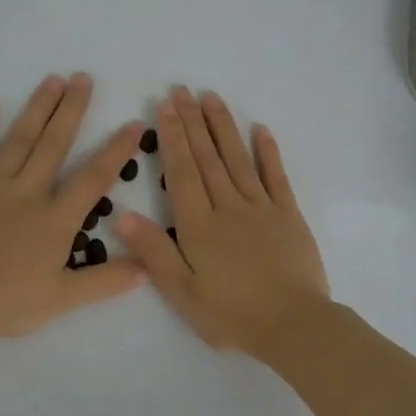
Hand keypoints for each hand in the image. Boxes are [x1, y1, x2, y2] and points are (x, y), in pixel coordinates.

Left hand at [0, 74, 146, 341]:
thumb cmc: (7, 302)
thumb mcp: (63, 299)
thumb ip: (105, 282)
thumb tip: (147, 269)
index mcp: (56, 219)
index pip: (94, 178)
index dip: (116, 150)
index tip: (134, 124)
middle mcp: (28, 192)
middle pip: (55, 145)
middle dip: (72, 110)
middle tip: (83, 78)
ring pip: (20, 140)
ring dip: (37, 108)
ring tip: (53, 80)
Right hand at [118, 87, 329, 357]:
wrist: (292, 325)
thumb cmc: (231, 313)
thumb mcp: (182, 291)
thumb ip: (154, 251)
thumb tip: (123, 215)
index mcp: (199, 225)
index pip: (182, 172)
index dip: (173, 137)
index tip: (166, 106)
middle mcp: (228, 206)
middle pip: (207, 158)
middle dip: (193, 122)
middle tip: (182, 90)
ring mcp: (261, 208)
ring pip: (238, 159)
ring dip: (223, 127)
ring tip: (212, 98)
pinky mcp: (288, 215)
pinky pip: (276, 176)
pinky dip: (268, 152)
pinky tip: (260, 130)